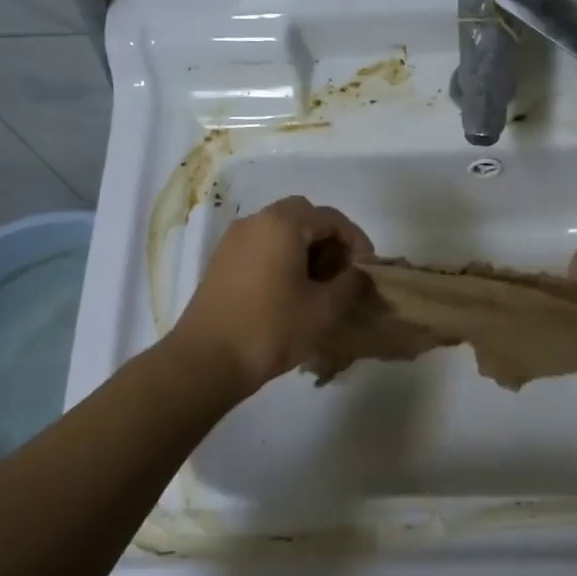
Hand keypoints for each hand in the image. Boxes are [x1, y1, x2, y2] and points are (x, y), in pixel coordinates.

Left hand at [168, 196, 374, 394]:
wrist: (207, 359)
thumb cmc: (272, 328)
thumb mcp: (324, 309)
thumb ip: (350, 283)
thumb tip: (359, 273)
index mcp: (283, 223)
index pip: (331, 218)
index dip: (357, 240)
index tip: (369, 268)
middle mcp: (256, 221)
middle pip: (303, 216)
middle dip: (329, 238)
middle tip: (343, 270)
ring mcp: (233, 240)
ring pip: (280, 229)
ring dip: (305, 247)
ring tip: (320, 283)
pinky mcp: (221, 261)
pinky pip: (261, 245)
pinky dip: (282, 256)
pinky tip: (291, 289)